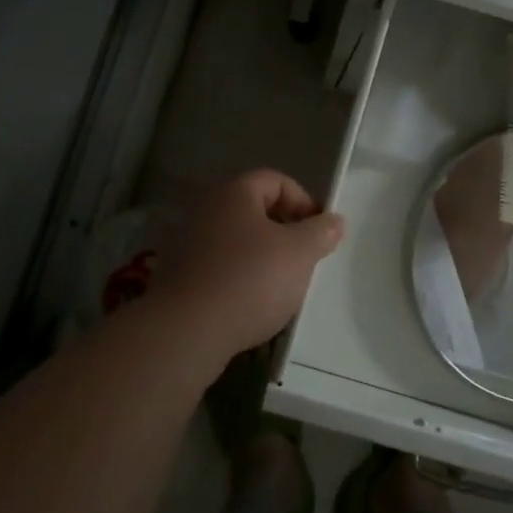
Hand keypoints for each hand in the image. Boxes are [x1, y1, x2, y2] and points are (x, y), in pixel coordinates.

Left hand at [154, 170, 345, 365]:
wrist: (186, 331)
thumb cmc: (249, 280)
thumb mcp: (299, 254)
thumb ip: (320, 232)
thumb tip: (333, 221)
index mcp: (234, 192)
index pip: (276, 181)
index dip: (304, 201)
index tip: (321, 231)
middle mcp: (206, 208)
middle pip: (255, 209)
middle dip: (285, 230)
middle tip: (305, 257)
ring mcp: (187, 241)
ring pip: (237, 239)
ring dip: (262, 255)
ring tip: (282, 284)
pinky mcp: (179, 274)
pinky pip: (220, 265)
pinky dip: (239, 276)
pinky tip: (252, 302)